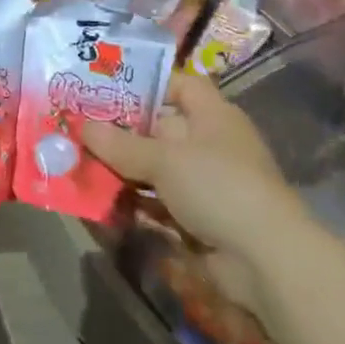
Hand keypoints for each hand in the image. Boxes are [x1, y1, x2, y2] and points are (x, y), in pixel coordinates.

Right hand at [83, 73, 296, 265]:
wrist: (266, 260)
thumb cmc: (218, 186)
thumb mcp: (164, 160)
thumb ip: (121, 144)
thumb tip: (82, 126)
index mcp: (212, 115)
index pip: (181, 85)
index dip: (148, 83)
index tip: (108, 89)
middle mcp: (210, 143)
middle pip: (160, 128)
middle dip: (122, 131)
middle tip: (78, 129)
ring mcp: (205, 183)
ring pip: (156, 168)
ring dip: (123, 170)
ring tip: (80, 165)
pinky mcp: (199, 218)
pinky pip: (159, 202)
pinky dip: (135, 202)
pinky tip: (102, 202)